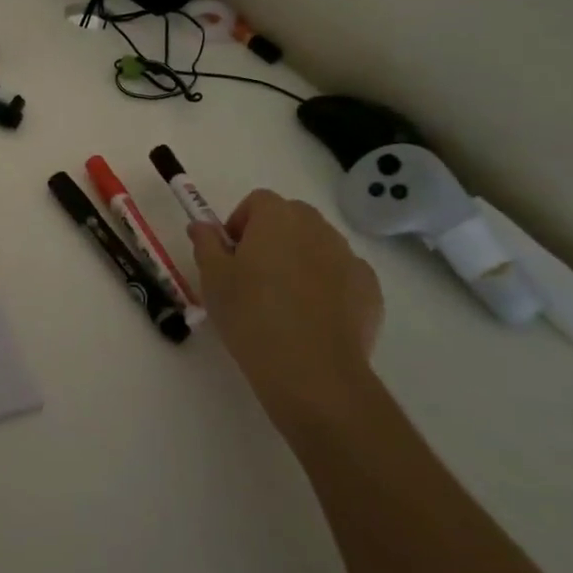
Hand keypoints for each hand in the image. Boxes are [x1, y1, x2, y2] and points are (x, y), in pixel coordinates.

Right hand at [189, 191, 383, 435]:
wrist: (311, 371)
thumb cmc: (251, 315)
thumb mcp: (213, 279)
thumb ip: (206, 243)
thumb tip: (202, 226)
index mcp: (277, 217)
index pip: (258, 201)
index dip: (241, 223)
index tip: (231, 254)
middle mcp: (317, 228)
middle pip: (292, 217)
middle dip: (273, 236)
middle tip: (254, 274)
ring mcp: (349, 257)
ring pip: (319, 245)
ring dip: (301, 258)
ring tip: (285, 299)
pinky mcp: (370, 289)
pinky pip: (343, 274)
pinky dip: (328, 284)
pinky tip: (314, 317)